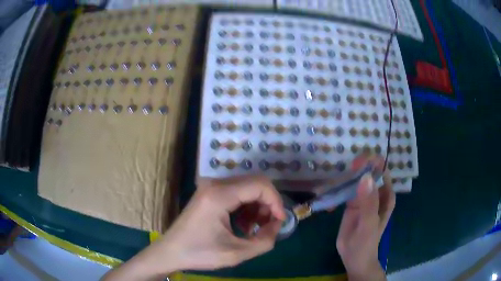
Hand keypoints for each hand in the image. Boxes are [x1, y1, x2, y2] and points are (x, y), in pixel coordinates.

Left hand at [103, 175, 284, 280]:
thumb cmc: (199, 253)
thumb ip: (265, 241)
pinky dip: (246, 207)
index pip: (260, 185)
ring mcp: (211, 187)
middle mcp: (215, 184)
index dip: (276, 201)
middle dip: (268, 204)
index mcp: (219, 195)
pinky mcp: (209, 193)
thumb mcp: (236, 253)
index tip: (280, 221)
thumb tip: (277, 225)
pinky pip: (237, 193)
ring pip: (247, 188)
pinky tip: (243, 225)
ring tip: (254, 229)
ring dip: (257, 207)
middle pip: (255, 184)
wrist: (170, 251)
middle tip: (268, 226)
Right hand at [336, 172, 394, 280]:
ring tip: (330, 184)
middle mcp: (376, 193)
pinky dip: (337, 189)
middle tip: (342, 172)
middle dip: (356, 168)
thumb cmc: (366, 243)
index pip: (381, 171)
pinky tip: (327, 194)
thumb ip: (369, 203)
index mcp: (386, 195)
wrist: (354, 258)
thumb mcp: (369, 224)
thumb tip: (365, 177)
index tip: (357, 163)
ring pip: (355, 179)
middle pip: (367, 172)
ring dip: (344, 177)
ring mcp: (363, 197)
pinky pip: (345, 190)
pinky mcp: (351, 203)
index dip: (371, 163)